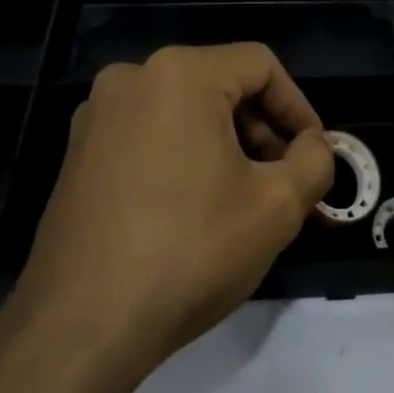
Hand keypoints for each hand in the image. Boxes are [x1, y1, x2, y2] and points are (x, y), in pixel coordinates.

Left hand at [0, 44, 333, 392]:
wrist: (81, 327)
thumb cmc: (190, 252)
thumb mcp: (278, 206)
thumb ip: (315, 161)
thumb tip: (314, 146)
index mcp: (179, 74)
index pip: (261, 65)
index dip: (299, 107)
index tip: (313, 155)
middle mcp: (131, 79)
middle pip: (221, 85)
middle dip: (263, 131)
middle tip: (286, 182)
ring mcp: (96, 117)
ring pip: (185, 112)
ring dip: (227, 147)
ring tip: (246, 201)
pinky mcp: (78, 155)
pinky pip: (150, 136)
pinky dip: (185, 158)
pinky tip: (197, 211)